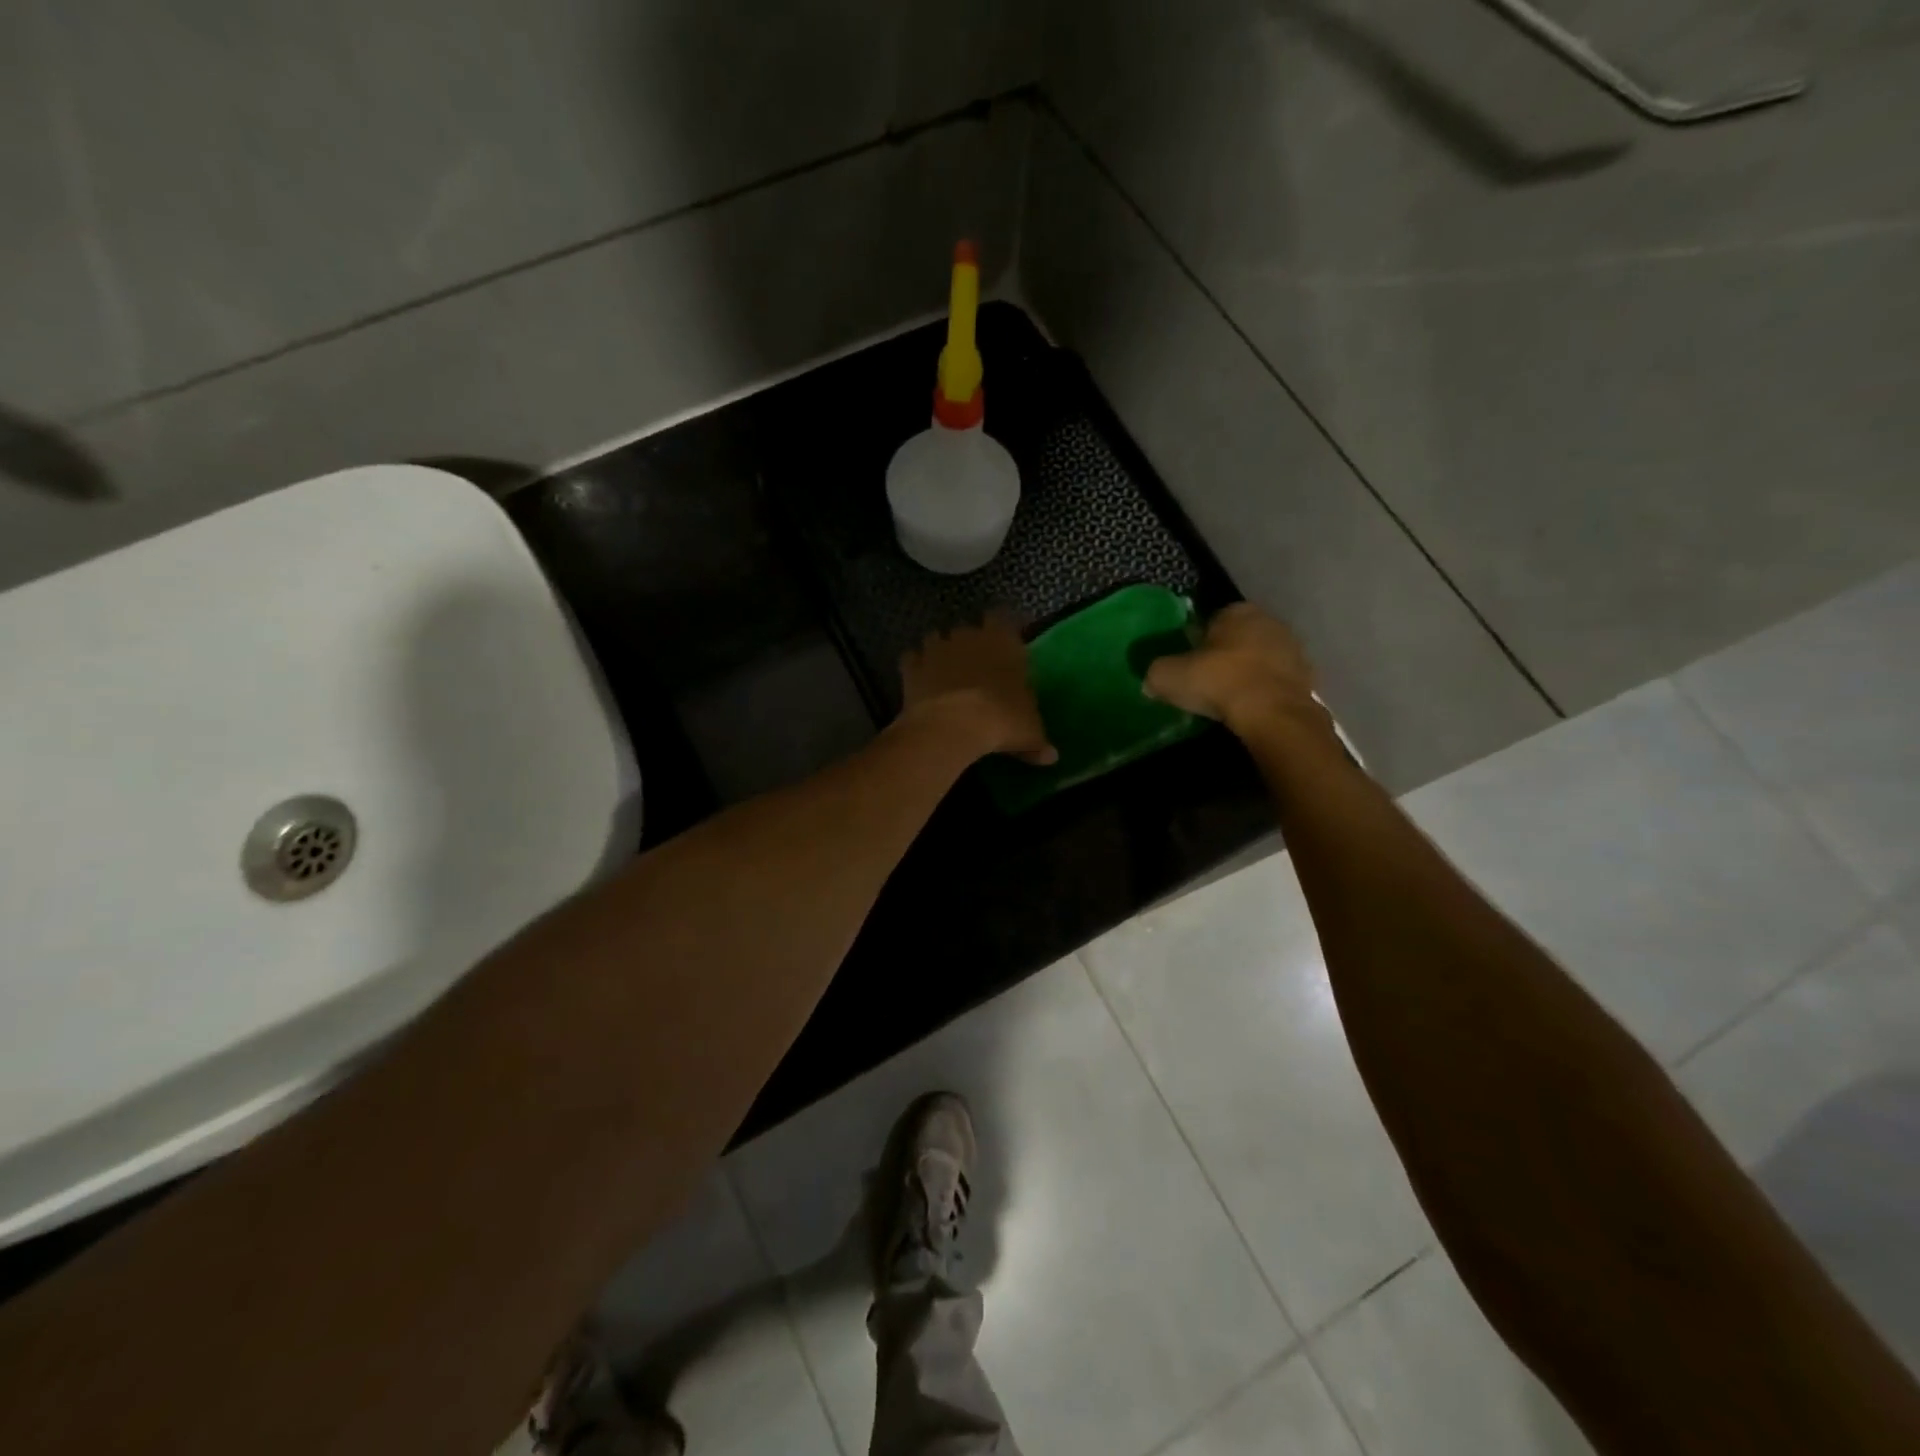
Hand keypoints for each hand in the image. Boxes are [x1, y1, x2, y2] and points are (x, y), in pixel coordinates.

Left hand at [898, 614, 1057, 764]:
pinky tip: (920, 682)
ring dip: (940, 651)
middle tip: (975, 666)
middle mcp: (969, 636)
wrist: (952, 726)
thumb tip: (1051, 757)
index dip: (1001, 631)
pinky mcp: (912, 665)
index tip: (1003, 647)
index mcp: (1004, 641)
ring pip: (937, 638)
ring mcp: (937, 648)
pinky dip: (915, 667)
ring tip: (944, 673)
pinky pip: (912, 658)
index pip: (1003, 618)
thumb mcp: (1029, 733)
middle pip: (968, 629)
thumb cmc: (1001, 720)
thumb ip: (1038, 741)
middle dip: (969, 643)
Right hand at [1144, 604, 1320, 734]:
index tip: (1188, 663)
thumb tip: (1151, 682)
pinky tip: (1250, 709)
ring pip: (1260, 659)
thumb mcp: (1169, 677)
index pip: (1211, 620)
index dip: (1197, 642)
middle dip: (1224, 655)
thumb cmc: (1219, 682)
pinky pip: (1276, 682)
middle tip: (1206, 681)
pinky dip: (1264, 692)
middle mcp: (1269, 621)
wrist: (1273, 714)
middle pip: (1238, 638)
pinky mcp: (1307, 678)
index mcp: (1237, 610)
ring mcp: (1293, 649)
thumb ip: (1156, 673)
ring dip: (1247, 673)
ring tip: (1228, 700)